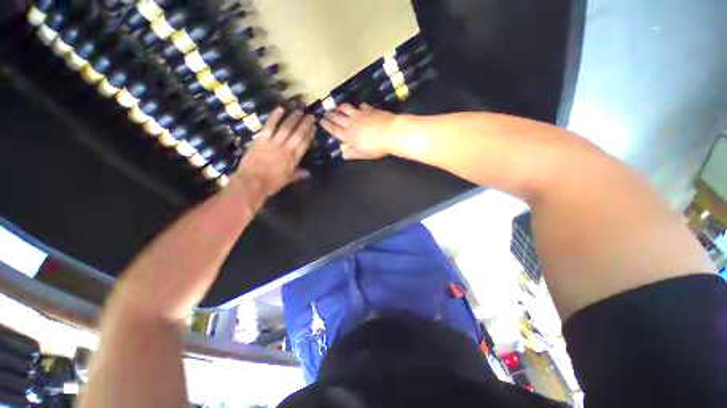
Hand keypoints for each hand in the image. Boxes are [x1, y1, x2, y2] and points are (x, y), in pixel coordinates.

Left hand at [233, 107, 314, 194]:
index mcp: (293, 159)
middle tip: (310, 116)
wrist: (252, 182)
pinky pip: (270, 126)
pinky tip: (280, 109)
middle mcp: (286, 149)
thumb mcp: (288, 180)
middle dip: (305, 124)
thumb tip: (309, 173)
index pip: (304, 144)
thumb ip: (298, 174)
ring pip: (286, 128)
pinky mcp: (261, 139)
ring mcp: (273, 143)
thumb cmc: (271, 183)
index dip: (310, 135)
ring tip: (299, 110)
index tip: (314, 128)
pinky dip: (275, 117)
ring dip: (293, 119)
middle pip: (298, 134)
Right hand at [320, 103, 398, 159]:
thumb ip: (353, 153)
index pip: (334, 129)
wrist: (391, 132)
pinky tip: (360, 106)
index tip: (321, 120)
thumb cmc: (377, 147)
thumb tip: (344, 155)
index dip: (327, 125)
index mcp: (348, 136)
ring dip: (341, 107)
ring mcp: (360, 114)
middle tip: (325, 112)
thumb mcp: (364, 154)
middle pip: (337, 118)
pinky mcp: (369, 109)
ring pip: (346, 108)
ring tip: (337, 107)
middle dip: (330, 115)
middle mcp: (351, 123)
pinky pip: (361, 106)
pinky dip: (359, 106)